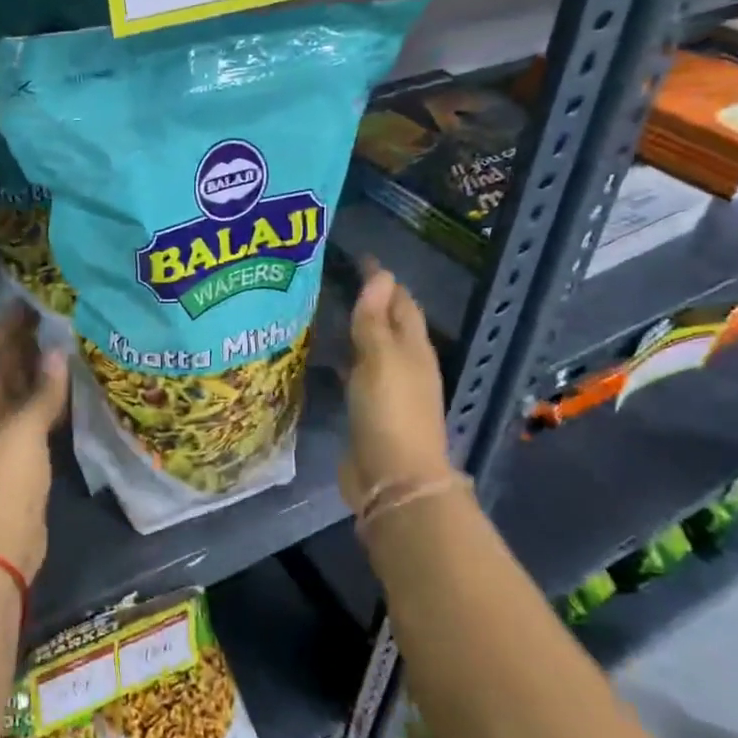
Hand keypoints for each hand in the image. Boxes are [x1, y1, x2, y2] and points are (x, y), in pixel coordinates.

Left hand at [0, 307, 68, 580]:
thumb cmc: (1, 480)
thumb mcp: (22, 429)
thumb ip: (42, 389)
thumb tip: (58, 352)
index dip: (1, 330)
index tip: (27, 306)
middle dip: (22, 347)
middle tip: (53, 320)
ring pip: (15, 395)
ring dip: (36, 373)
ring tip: (65, 345)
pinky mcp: (15, 459)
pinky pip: (30, 418)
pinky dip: (45, 401)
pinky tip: (68, 386)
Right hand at [341, 260, 452, 510]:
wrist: (394, 479)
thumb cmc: (390, 412)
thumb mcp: (380, 359)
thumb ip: (375, 319)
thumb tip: (381, 275)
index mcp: (414, 348)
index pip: (401, 302)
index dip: (383, 279)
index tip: (359, 257)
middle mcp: (405, 364)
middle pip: (390, 323)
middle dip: (371, 299)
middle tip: (336, 278)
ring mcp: (389, 389)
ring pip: (373, 347)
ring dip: (356, 328)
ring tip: (325, 308)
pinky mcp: (370, 410)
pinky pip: (357, 372)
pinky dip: (346, 356)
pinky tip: (324, 353)